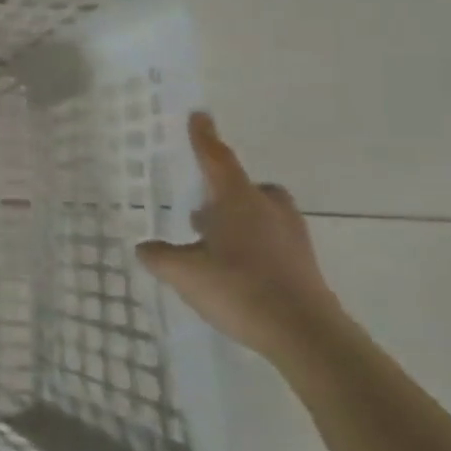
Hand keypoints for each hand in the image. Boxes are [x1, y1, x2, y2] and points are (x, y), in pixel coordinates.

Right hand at [137, 112, 344, 363]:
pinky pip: (274, 241)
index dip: (204, 137)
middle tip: (205, 206)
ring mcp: (291, 238)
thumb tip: (145, 247)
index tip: (199, 115)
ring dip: (241, 219)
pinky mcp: (304, 266)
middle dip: (228, 189)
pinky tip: (235, 270)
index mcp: (238, 201)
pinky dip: (254, 245)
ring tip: (215, 242)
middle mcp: (268, 211)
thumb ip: (160, 256)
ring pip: (264, 214)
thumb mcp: (184, 273)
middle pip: (249, 187)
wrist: (306, 335)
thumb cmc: (239, 288)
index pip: (217, 158)